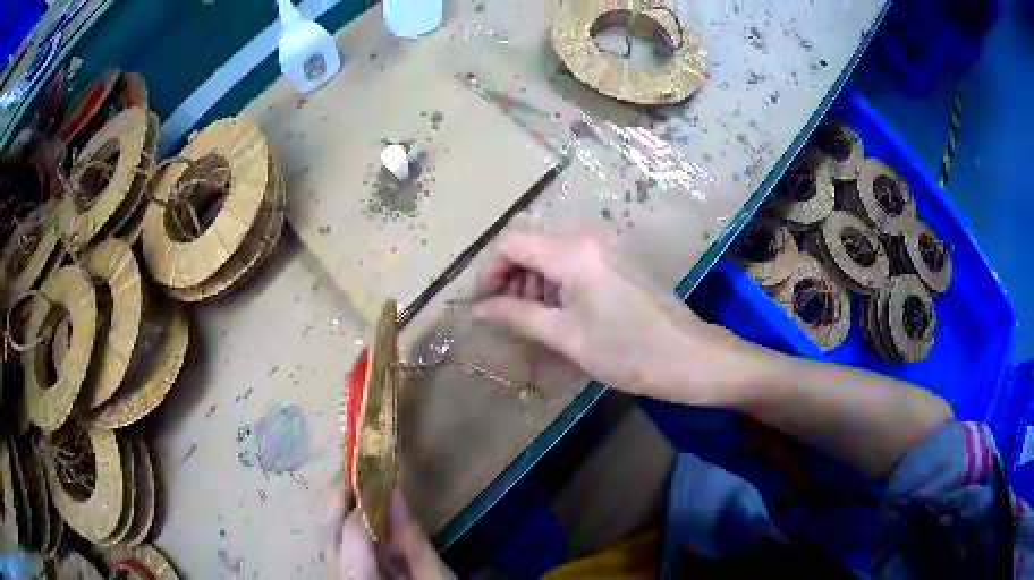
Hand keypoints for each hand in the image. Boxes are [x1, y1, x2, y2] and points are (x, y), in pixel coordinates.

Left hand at [324, 476, 451, 579]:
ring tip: (361, 487)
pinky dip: (345, 528)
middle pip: (327, 530)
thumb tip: (393, 491)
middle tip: (357, 468)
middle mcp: (336, 577)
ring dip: (340, 509)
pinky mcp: (339, 577)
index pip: (353, 532)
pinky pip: (334, 547)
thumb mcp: (433, 577)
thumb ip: (412, 537)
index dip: (364, 500)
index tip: (378, 472)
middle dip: (338, 495)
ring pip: (326, 537)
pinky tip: (363, 518)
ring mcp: (334, 577)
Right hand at [473, 231, 747, 403]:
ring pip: (552, 252)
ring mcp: (606, 247)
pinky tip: (563, 313)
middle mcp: (587, 238)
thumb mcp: (566, 337)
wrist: (689, 357)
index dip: (491, 272)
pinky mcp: (618, 260)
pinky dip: (557, 282)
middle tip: (509, 317)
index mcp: (572, 252)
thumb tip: (477, 310)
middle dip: (512, 277)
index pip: (513, 244)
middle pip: (532, 245)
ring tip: (535, 320)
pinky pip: (574, 260)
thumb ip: (517, 316)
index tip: (486, 305)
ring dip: (534, 281)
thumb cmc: (626, 351)